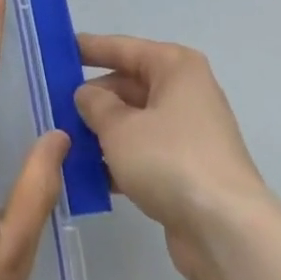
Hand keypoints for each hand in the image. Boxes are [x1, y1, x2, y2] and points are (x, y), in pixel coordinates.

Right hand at [72, 34, 274, 279]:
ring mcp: (189, 133)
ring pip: (135, 122)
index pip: (124, 48)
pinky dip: (120, 161)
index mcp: (175, 67)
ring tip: (64, 143)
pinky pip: (145, 154)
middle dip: (94, 99)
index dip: (90, 49)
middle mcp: (186, 92)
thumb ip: (96, 105)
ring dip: (103, 133)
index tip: (59, 49)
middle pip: (129, 86)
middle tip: (54, 108)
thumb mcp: (120, 128)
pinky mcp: (188, 170)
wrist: (226, 231)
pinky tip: (89, 176)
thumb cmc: (170, 160)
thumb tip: (86, 94)